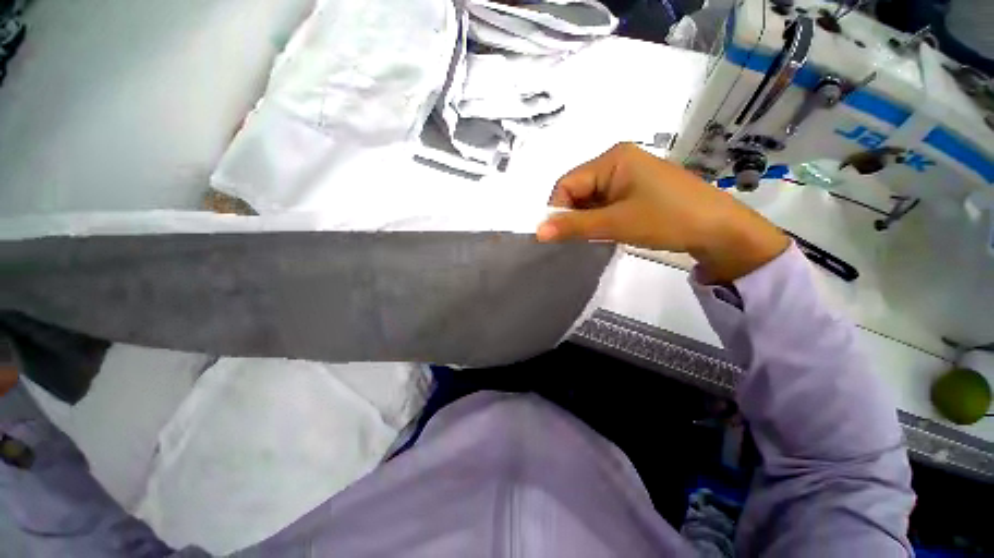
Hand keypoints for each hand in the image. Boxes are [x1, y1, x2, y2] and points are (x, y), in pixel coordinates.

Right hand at [536, 143, 788, 282]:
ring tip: (599, 235)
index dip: (558, 209)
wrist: (720, 230)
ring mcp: (628, 175)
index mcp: (612, 158)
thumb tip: (538, 231)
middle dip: (574, 215)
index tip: (558, 235)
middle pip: (578, 189)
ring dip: (587, 219)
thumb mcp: (616, 223)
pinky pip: (605, 203)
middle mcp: (617, 161)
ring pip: (591, 198)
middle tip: (581, 238)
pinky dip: (600, 218)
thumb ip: (574, 227)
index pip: (567, 183)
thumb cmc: (667, 219)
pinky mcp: (636, 189)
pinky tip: (609, 230)